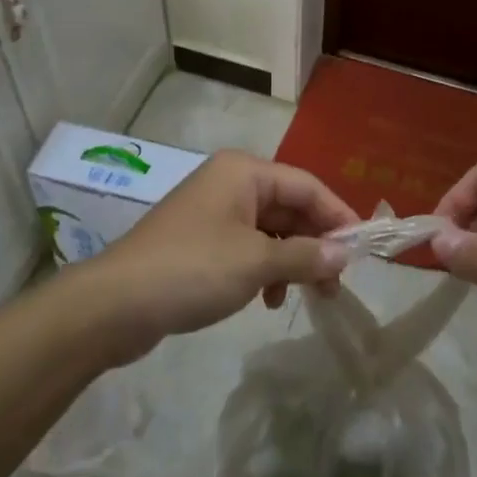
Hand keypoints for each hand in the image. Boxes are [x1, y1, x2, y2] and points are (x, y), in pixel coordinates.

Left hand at [78, 151, 358, 362]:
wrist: (113, 305)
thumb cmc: (192, 270)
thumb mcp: (256, 263)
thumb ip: (305, 256)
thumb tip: (346, 254)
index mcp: (244, 172)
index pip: (307, 186)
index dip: (338, 216)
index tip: (364, 249)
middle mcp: (231, 183)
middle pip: (290, 207)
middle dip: (316, 244)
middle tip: (338, 282)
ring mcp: (214, 212)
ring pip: (271, 231)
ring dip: (292, 261)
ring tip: (310, 296)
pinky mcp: (201, 241)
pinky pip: (248, 248)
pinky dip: (265, 270)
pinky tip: (268, 301)